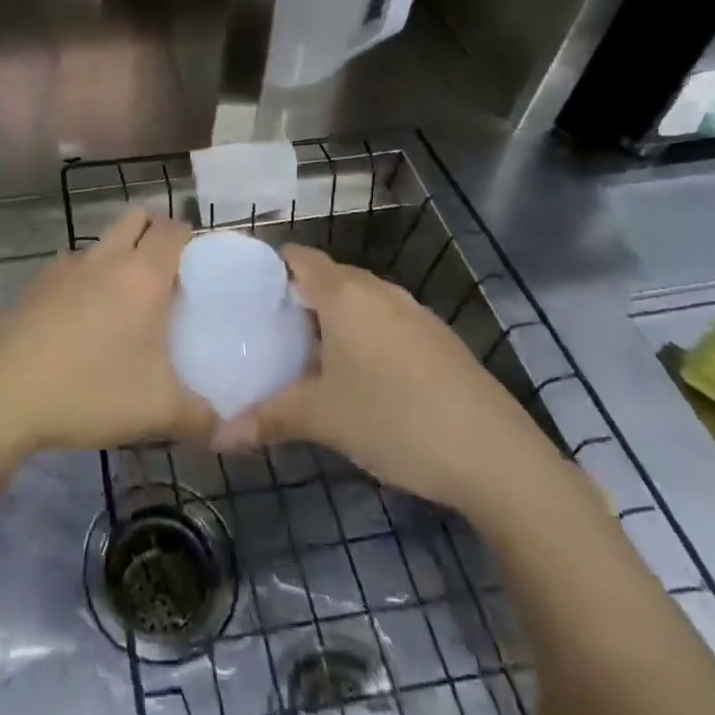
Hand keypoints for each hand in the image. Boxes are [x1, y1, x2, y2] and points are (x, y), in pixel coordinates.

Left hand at [0, 208, 214, 454]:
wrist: (3, 395)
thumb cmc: (91, 391)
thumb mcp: (158, 412)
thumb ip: (201, 417)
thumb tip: (227, 429)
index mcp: (142, 275)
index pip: (173, 229)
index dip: (189, 238)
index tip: (197, 266)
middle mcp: (105, 258)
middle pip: (136, 218)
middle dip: (154, 233)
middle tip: (165, 276)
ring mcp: (65, 267)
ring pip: (101, 243)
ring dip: (117, 258)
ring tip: (122, 305)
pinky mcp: (35, 284)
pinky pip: (71, 268)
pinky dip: (84, 282)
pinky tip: (79, 324)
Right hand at [212, 246, 562, 517]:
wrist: (497, 457)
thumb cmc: (395, 419)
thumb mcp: (323, 419)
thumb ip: (268, 419)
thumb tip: (217, 436)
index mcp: (344, 293)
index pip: (296, 257)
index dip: (268, 271)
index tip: (245, 300)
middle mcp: (378, 290)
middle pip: (327, 277)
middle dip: (297, 300)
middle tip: (268, 334)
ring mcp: (414, 312)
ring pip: (360, 301)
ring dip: (333, 320)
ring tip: (307, 357)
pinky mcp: (438, 339)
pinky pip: (386, 321)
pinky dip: (365, 335)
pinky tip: (361, 378)